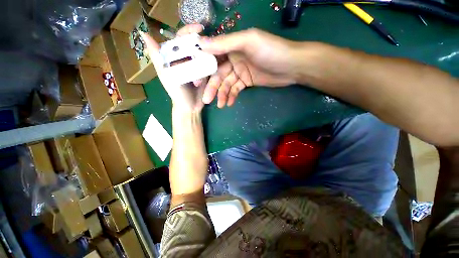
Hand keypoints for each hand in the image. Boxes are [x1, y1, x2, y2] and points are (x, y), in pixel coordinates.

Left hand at [141, 24, 206, 112]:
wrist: (190, 108)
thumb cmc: (177, 93)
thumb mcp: (166, 75)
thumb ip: (158, 57)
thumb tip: (143, 33)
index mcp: (176, 57)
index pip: (181, 38)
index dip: (189, 31)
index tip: (200, 29)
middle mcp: (188, 59)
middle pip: (197, 45)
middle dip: (204, 45)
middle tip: (211, 48)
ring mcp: (199, 66)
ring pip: (206, 55)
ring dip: (209, 59)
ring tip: (211, 66)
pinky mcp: (207, 74)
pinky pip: (211, 66)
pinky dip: (213, 66)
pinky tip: (216, 69)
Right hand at [199, 28, 301, 107]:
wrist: (291, 66)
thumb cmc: (271, 51)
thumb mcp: (247, 42)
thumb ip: (225, 43)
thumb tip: (200, 43)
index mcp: (232, 46)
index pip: (212, 57)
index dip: (203, 69)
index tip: (196, 81)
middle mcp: (234, 58)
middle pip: (218, 74)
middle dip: (213, 88)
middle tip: (207, 100)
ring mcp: (240, 72)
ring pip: (227, 84)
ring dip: (222, 95)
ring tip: (220, 105)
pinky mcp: (247, 81)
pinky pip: (236, 89)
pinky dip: (232, 96)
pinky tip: (229, 103)